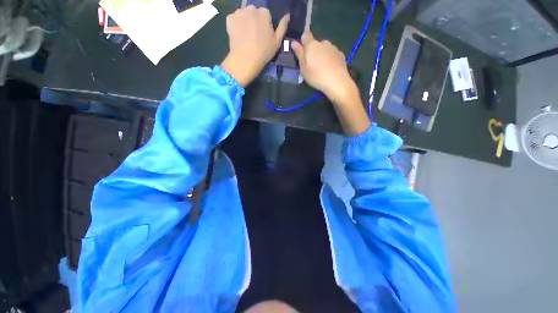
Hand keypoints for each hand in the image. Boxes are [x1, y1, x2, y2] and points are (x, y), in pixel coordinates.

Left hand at [221, 6, 289, 86]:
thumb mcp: (277, 42)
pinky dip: (235, 25)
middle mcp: (252, 8)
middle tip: (254, 36)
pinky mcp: (230, 18)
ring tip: (245, 36)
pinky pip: (234, 19)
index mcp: (264, 13)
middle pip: (254, 12)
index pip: (265, 15)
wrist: (246, 60)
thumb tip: (288, 15)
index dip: (264, 25)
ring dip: (245, 21)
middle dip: (254, 21)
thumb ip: (283, 26)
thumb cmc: (264, 52)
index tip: (263, 36)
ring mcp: (239, 12)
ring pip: (243, 15)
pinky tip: (238, 35)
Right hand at [292, 31, 355, 101]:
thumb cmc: (316, 76)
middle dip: (313, 51)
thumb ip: (299, 54)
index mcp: (312, 45)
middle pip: (316, 43)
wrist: (337, 82)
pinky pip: (332, 54)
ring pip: (324, 49)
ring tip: (322, 68)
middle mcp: (323, 42)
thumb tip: (293, 42)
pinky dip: (330, 59)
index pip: (305, 35)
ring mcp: (333, 48)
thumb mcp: (303, 68)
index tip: (302, 51)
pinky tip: (330, 69)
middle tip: (312, 65)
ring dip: (322, 55)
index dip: (303, 41)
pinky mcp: (341, 54)